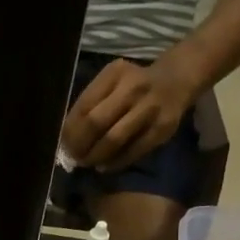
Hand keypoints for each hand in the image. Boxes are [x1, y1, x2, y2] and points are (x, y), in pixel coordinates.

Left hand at [59, 55, 197, 173]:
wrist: (177, 79)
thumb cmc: (134, 85)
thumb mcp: (112, 82)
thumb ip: (92, 103)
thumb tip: (67, 137)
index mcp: (114, 73)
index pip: (83, 106)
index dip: (70, 130)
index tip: (63, 145)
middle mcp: (133, 87)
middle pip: (96, 123)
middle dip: (80, 145)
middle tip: (74, 158)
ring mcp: (150, 108)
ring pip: (114, 139)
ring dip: (96, 156)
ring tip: (88, 163)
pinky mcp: (162, 128)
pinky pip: (133, 151)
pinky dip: (116, 162)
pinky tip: (105, 166)